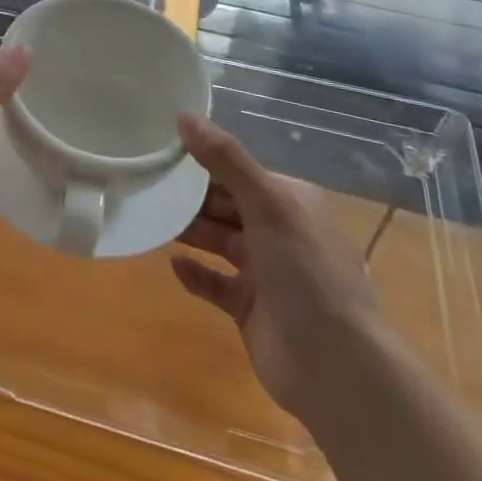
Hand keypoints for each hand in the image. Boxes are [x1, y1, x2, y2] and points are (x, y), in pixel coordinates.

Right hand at [171, 115, 378, 416]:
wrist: (334, 365)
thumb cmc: (305, 271)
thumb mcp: (267, 204)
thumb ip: (225, 159)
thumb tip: (184, 115)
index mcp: (291, 201)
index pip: (239, 172)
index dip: (204, 161)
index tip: (162, 151)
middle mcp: (280, 232)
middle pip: (227, 204)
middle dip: (191, 196)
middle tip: (147, 183)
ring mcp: (266, 272)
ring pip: (219, 240)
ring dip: (190, 230)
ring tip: (151, 217)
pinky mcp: (250, 307)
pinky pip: (215, 282)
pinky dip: (195, 273)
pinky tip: (173, 264)